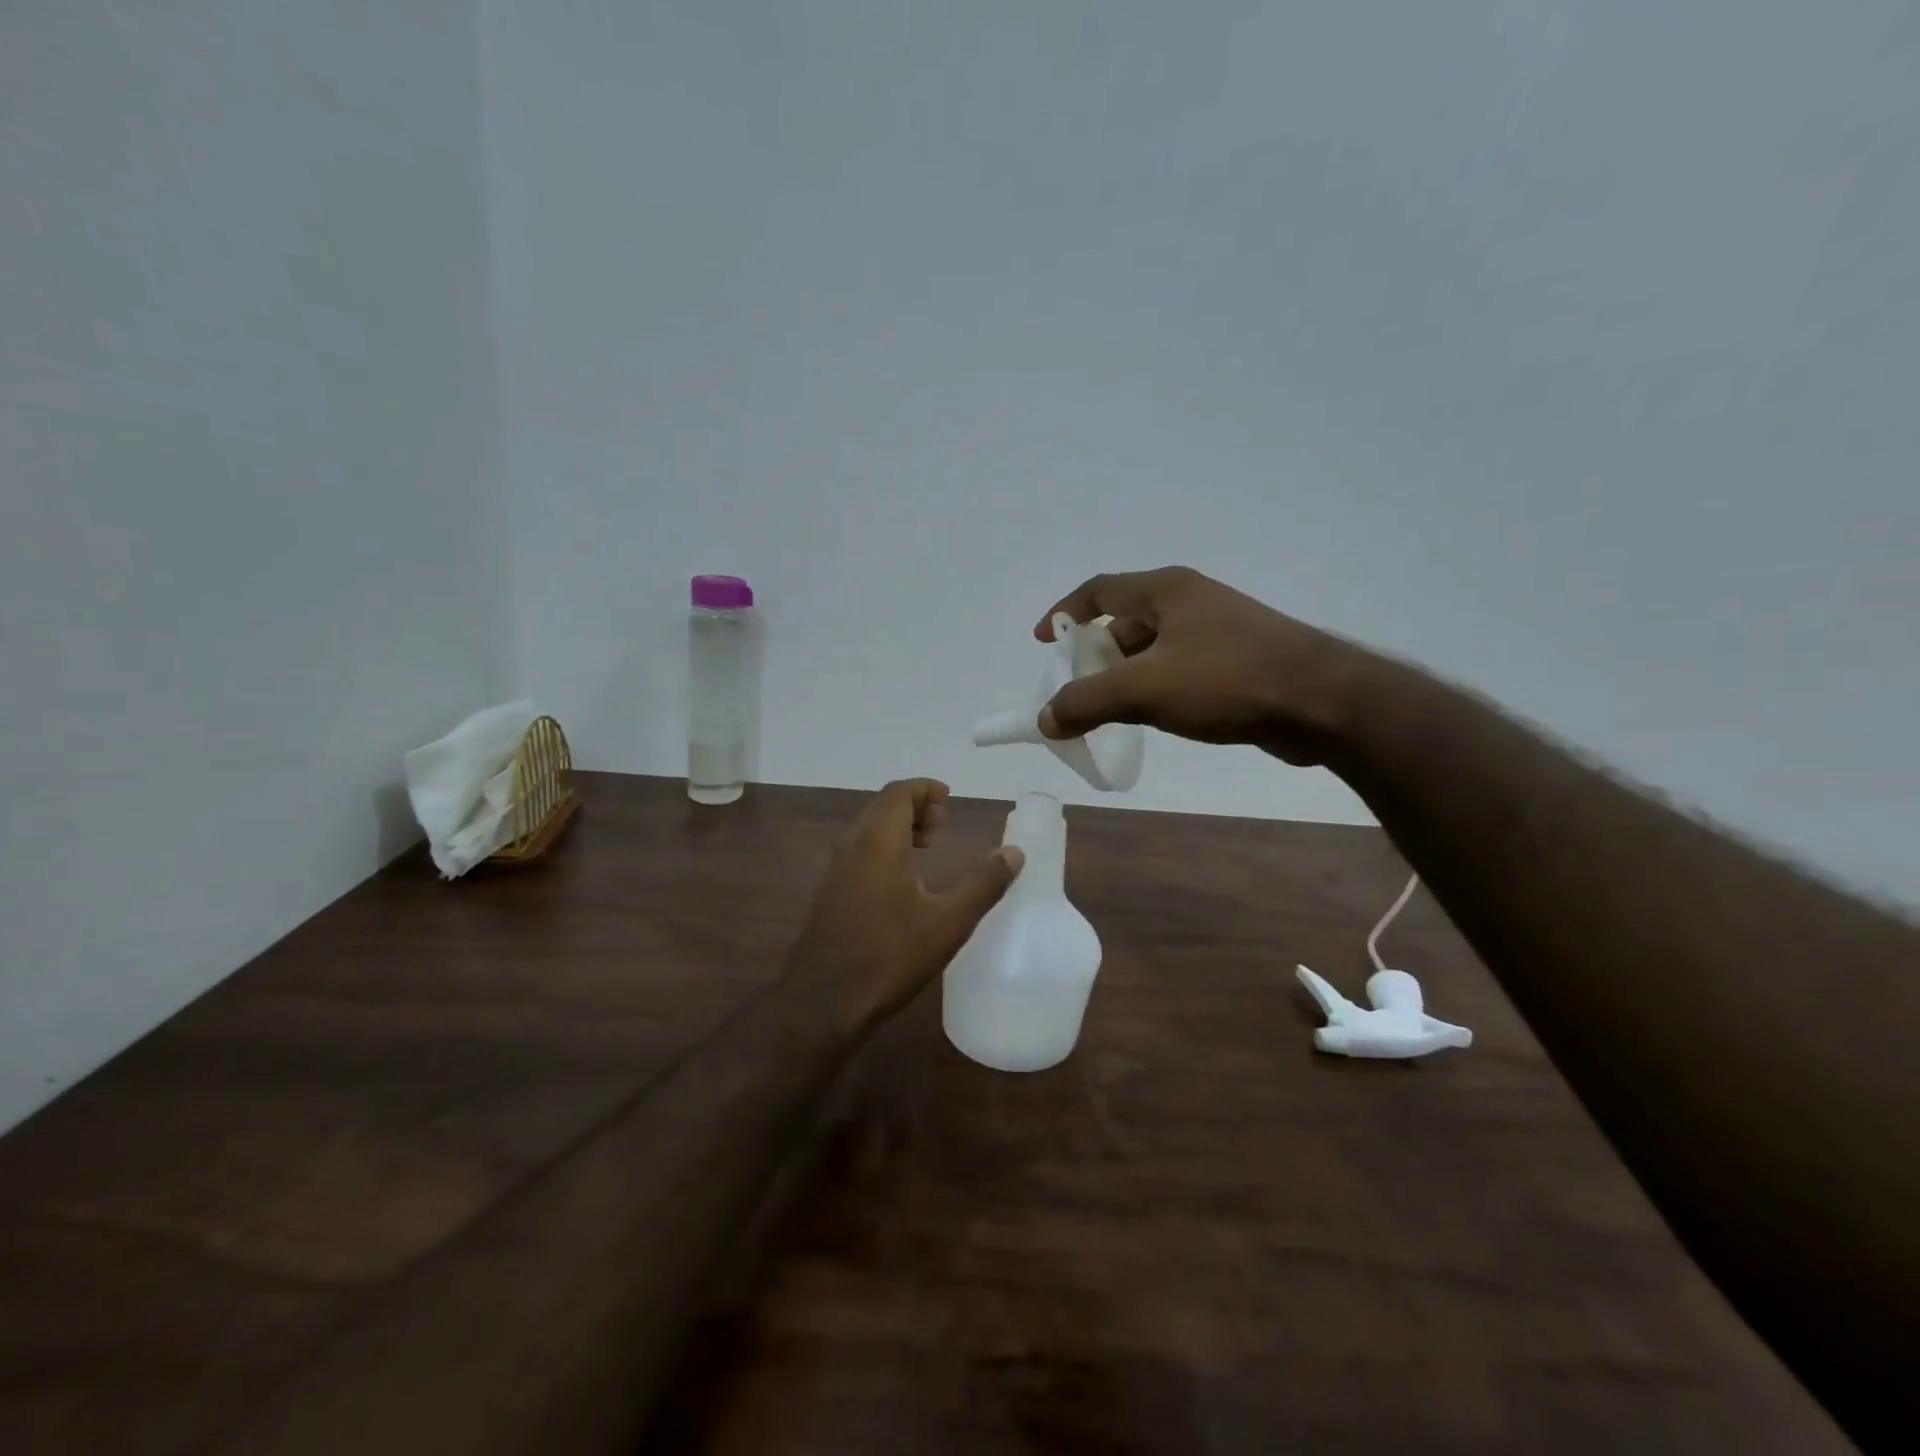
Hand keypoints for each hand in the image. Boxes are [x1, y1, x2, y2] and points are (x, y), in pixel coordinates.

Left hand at [787, 779, 1022, 1033]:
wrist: (822, 1003)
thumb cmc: (889, 957)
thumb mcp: (948, 923)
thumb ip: (983, 884)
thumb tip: (1014, 853)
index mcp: (877, 844)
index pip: (897, 794)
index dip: (924, 789)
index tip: (949, 799)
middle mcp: (851, 849)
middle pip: (881, 807)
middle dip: (913, 806)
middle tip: (943, 823)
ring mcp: (835, 873)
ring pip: (867, 831)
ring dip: (897, 828)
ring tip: (928, 846)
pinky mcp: (829, 896)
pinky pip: (858, 853)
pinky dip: (883, 848)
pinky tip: (902, 881)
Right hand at [1035, 566, 1366, 765]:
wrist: (1324, 702)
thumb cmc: (1228, 680)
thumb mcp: (1144, 690)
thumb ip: (1086, 702)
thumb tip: (1046, 718)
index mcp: (1166, 590)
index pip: (1099, 590)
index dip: (1064, 612)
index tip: (1043, 641)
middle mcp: (1191, 601)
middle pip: (1125, 620)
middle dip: (1095, 654)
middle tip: (1078, 690)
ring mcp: (1219, 630)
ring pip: (1154, 649)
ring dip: (1125, 676)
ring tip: (1110, 711)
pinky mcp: (1239, 660)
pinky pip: (1180, 668)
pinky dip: (1156, 688)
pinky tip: (1156, 718)